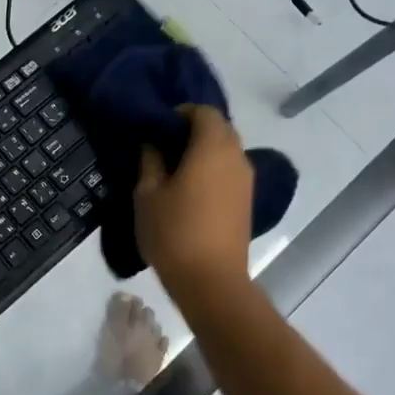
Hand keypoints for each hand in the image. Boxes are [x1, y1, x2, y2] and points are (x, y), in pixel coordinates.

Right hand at [134, 105, 254, 301]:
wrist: (211, 281)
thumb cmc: (174, 232)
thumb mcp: (147, 194)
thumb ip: (150, 161)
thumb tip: (154, 143)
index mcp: (212, 148)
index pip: (204, 112)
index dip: (181, 113)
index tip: (159, 128)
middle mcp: (236, 157)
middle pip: (220, 129)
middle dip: (194, 130)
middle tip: (165, 147)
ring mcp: (246, 181)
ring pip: (227, 151)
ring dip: (204, 151)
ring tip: (175, 170)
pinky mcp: (247, 201)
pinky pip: (230, 171)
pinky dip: (213, 170)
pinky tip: (190, 190)